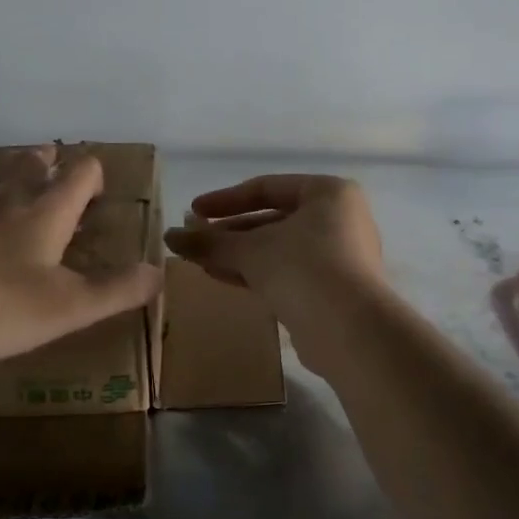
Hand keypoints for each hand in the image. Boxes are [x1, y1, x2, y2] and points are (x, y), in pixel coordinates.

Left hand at [0, 146, 162, 379]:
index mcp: (45, 211)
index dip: (93, 175)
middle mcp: (6, 195)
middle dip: (49, 162)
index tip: (97, 191)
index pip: (80, 173)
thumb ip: (116, 290)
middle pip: (32, 161)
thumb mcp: (67, 308)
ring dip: (9, 169)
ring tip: (13, 178)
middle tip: (54, 170)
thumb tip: (159, 271)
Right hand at [163, 174, 383, 310]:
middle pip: (272, 219)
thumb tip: (169, 237)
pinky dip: (255, 272)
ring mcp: (338, 257)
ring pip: (277, 248)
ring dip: (238, 254)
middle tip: (194, 239)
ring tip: (200, 260)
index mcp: (328, 193)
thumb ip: (209, 242)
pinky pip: (286, 272)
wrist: (350, 331)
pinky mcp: (331, 290)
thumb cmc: (303, 268)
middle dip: (230, 231)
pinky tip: (221, 276)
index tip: (193, 211)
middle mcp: (338, 219)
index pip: (267, 187)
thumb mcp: (251, 250)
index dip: (226, 199)